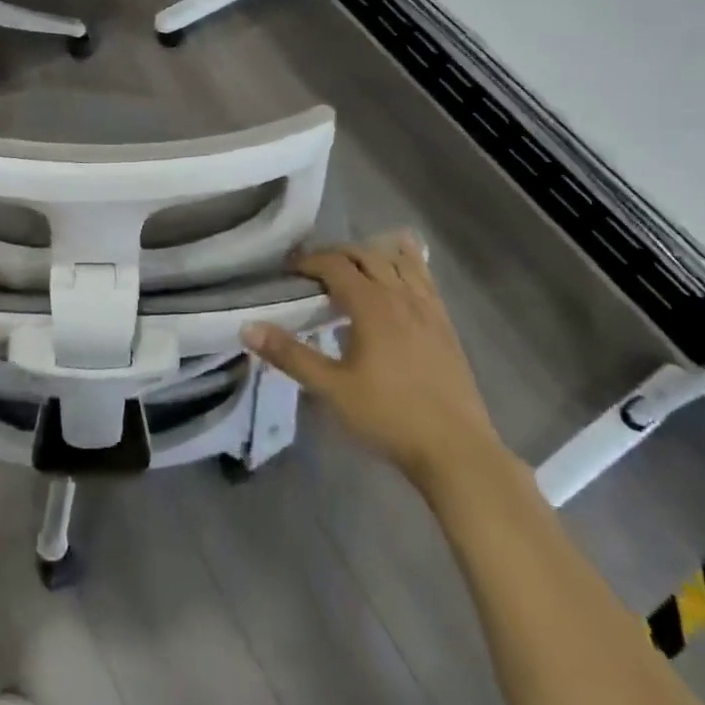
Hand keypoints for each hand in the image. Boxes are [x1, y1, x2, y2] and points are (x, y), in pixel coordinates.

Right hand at [241, 232, 509, 496]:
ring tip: (352, 265)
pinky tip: (401, 268)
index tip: (288, 271)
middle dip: (336, 254)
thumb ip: (290, 355)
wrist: (456, 451)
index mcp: (371, 305)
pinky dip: (408, 263)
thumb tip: (248, 327)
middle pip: (365, 255)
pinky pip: (425, 278)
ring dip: (371, 254)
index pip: (334, 264)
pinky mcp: (445, 324)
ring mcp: (427, 308)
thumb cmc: (389, 417)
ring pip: (398, 261)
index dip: (308, 261)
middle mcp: (400, 295)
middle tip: (314, 271)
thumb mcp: (332, 388)